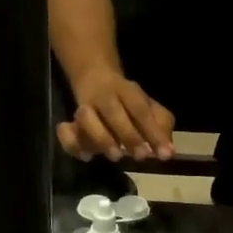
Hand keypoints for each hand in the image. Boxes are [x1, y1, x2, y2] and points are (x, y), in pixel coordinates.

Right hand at [57, 70, 175, 163]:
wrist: (94, 75)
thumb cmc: (128, 100)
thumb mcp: (149, 106)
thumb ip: (161, 125)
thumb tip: (168, 150)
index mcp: (127, 90)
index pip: (141, 110)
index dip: (153, 132)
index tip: (164, 154)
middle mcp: (104, 96)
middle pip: (113, 111)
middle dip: (129, 135)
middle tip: (142, 156)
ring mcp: (84, 107)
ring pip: (86, 118)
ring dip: (101, 138)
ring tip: (116, 156)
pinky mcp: (69, 121)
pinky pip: (65, 132)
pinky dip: (73, 144)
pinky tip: (87, 157)